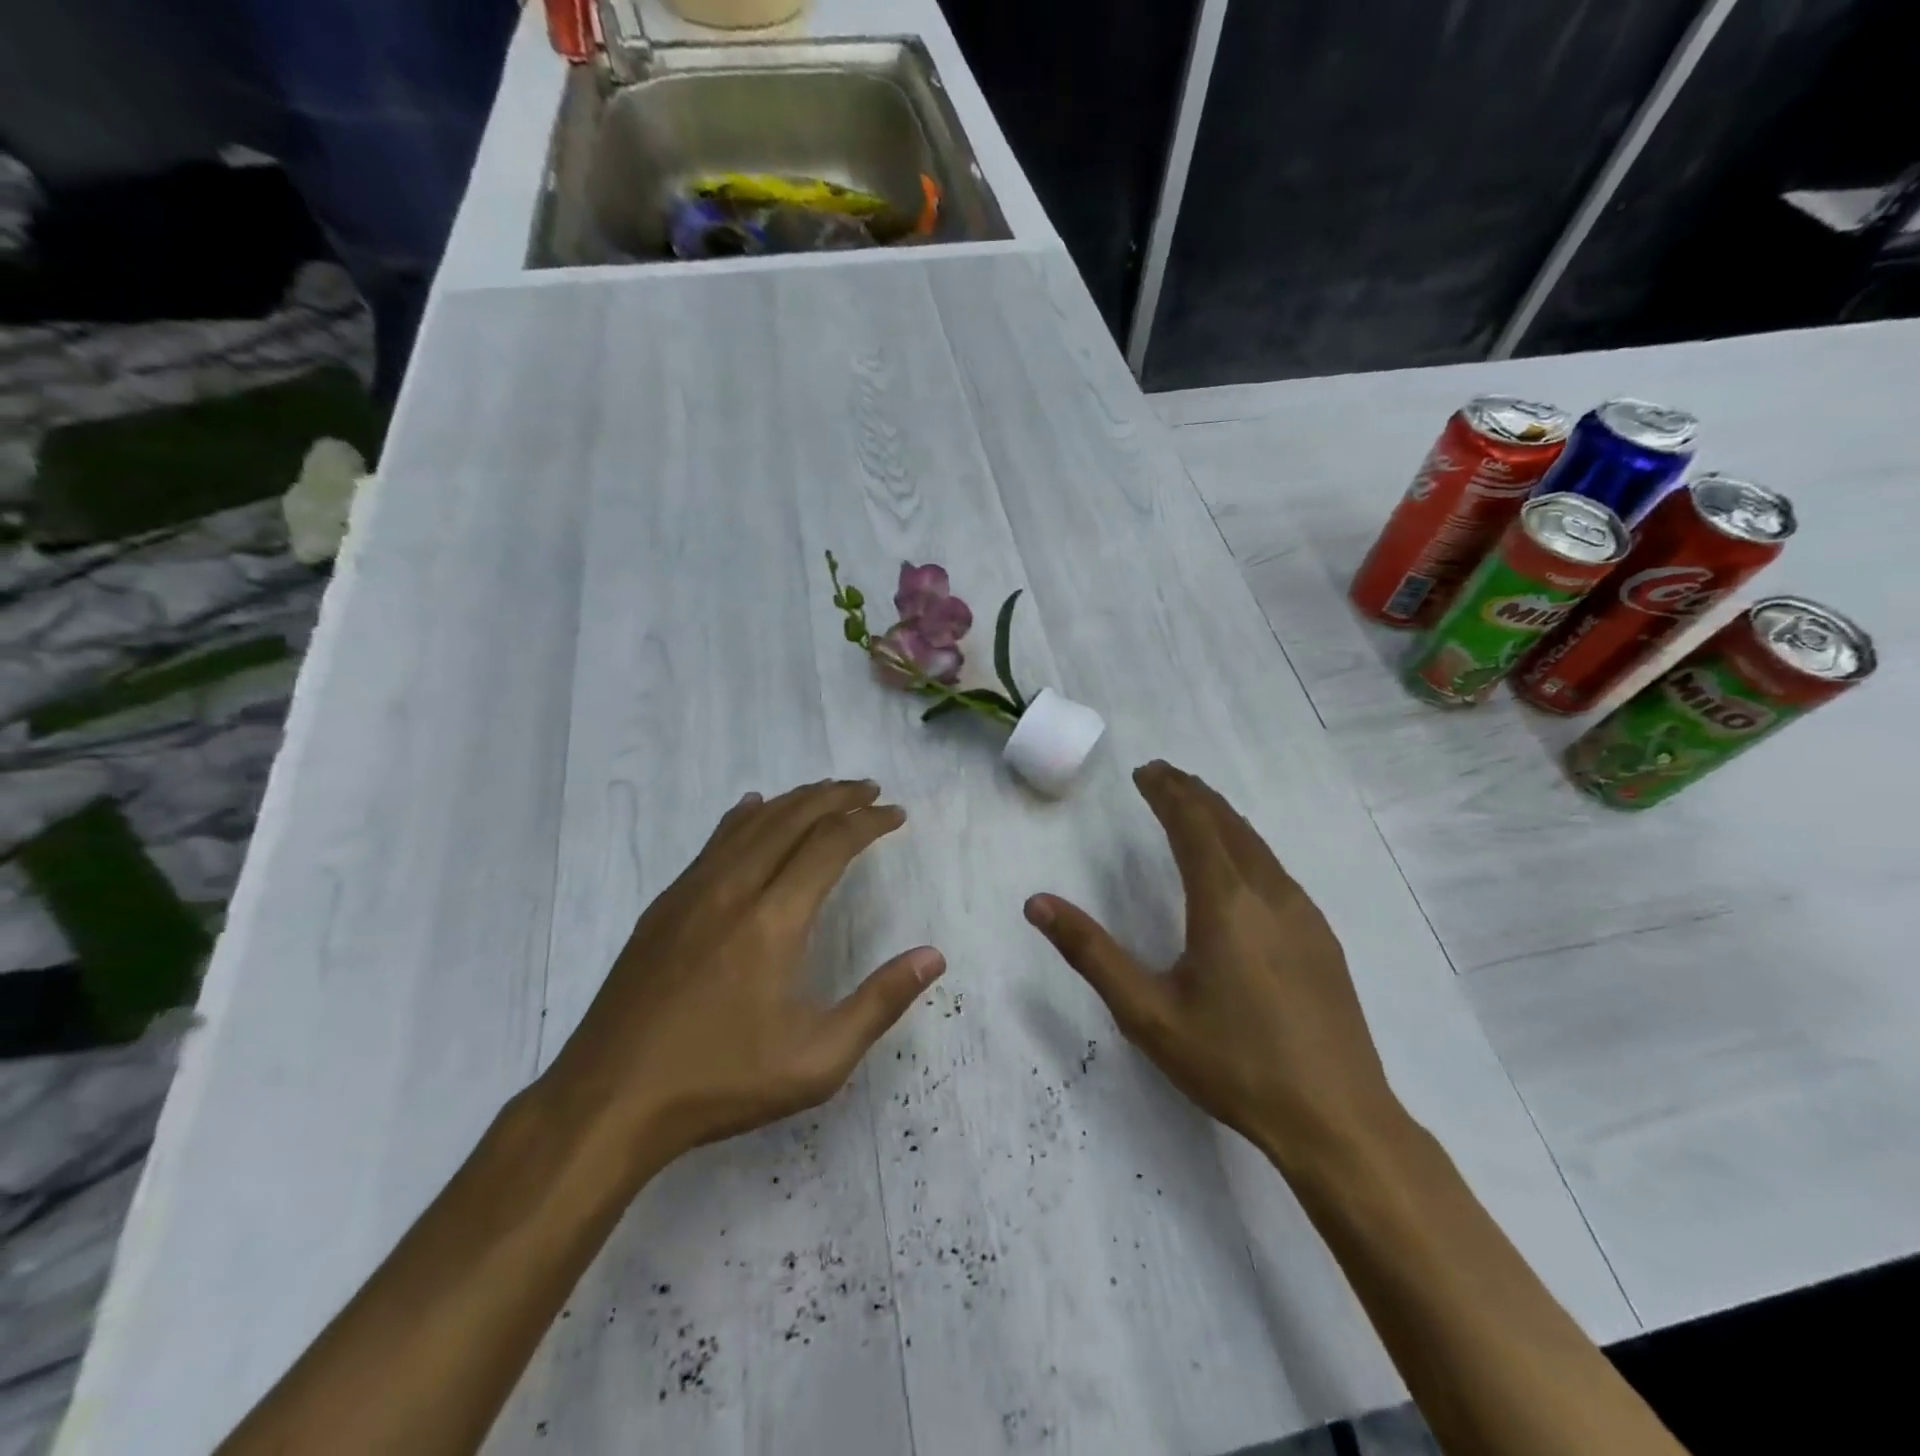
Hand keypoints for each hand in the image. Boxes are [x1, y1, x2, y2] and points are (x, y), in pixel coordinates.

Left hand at [544, 780, 943, 1169]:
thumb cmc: (722, 1082)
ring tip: (826, 793)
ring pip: (751, 822)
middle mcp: (734, 888)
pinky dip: (744, 817)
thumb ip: (880, 1002)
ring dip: (794, 800)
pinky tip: (752, 809)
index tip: (895, 814)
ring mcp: (692, 892)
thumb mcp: (817, 1060)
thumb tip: (933, 955)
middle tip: (869, 790)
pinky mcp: (664, 906)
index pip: (831, 844)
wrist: (609, 1100)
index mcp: (774, 920)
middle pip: (792, 818)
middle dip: (836, 796)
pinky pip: (713, 842)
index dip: (868, 822)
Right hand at [1025, 761, 1403, 1167]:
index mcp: (1224, 903)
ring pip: (1256, 844)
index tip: (1144, 772)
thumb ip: (1091, 953)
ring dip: (1221, 817)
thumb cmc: (1233, 1063)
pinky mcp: (1321, 938)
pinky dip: (1245, 845)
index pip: (1193, 824)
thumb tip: (1037, 904)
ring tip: (1194, 807)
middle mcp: (1268, 894)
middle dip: (1193, 793)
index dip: (1168, 792)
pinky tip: (1237, 866)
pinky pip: (1275, 869)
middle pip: (1228, 823)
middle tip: (1162, 776)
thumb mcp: (1147, 1014)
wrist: (1338, 1120)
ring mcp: (1302, 914)